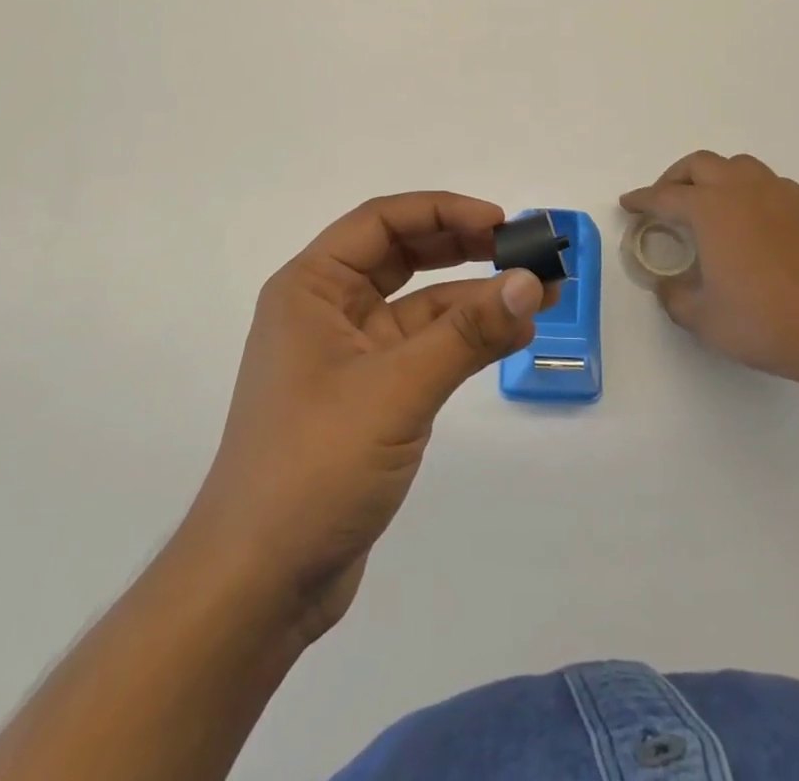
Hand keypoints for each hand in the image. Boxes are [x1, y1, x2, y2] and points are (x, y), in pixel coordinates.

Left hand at [178, 193, 545, 645]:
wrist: (258, 585)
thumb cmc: (314, 465)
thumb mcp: (396, 389)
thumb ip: (467, 334)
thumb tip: (531, 283)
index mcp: (311, 287)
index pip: (382, 222)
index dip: (444, 212)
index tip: (501, 223)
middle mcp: (327, 310)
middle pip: (402, 255)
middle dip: (464, 247)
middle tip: (525, 250)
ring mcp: (348, 355)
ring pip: (420, 305)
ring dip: (475, 297)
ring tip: (540, 294)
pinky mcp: (369, 397)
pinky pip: (424, 349)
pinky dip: (465, 339)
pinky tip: (510, 335)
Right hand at [620, 151, 798, 393]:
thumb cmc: (766, 323)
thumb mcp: (704, 320)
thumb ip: (674, 297)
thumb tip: (667, 285)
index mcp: (711, 210)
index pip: (665, 196)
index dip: (642, 200)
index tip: (629, 204)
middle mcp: (743, 190)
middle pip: (700, 165)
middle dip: (675, 178)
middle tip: (665, 201)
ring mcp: (780, 194)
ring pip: (738, 166)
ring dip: (714, 177)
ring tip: (708, 204)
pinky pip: (768, 183)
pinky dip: (748, 190)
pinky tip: (750, 219)